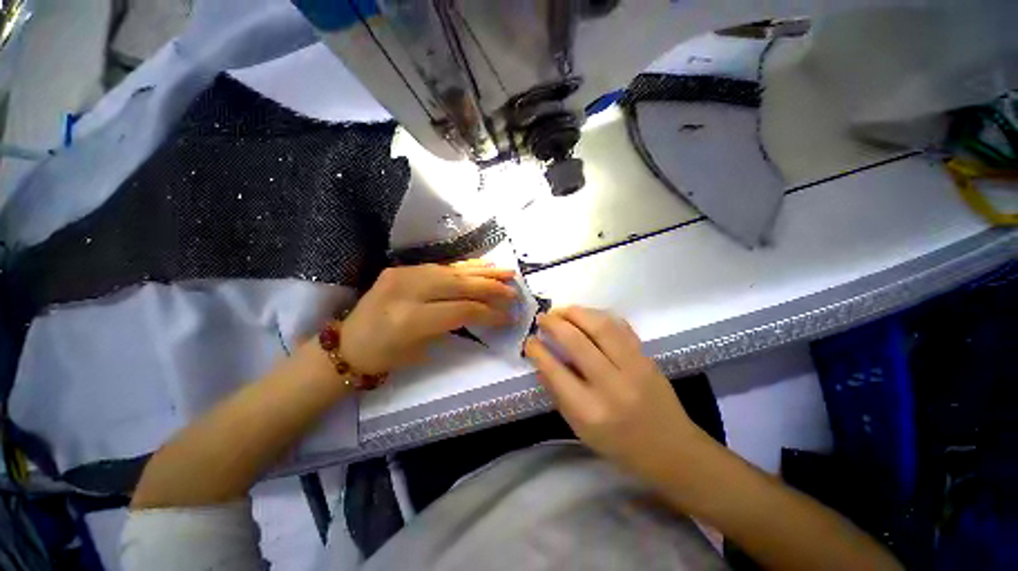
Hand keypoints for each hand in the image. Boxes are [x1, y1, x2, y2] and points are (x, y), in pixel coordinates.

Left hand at [341, 261, 516, 373]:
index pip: (462, 309)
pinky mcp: (402, 268)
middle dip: (492, 288)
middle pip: (460, 285)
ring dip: (483, 272)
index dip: (489, 313)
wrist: (347, 344)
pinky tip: (482, 266)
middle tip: (514, 292)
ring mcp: (404, 274)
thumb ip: (454, 323)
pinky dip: (465, 267)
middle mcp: (408, 290)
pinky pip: (441, 266)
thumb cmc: (385, 357)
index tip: (508, 317)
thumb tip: (484, 311)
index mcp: (410, 319)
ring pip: (453, 271)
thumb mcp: (423, 348)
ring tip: (507, 273)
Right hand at [524, 306, 704, 483]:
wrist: (671, 449)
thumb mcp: (580, 428)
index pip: (555, 371)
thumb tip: (541, 362)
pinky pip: (620, 326)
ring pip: (600, 326)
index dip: (537, 350)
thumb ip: (557, 393)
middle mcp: (612, 385)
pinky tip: (586, 316)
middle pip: (577, 341)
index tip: (529, 340)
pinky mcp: (647, 356)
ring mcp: (634, 367)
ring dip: (576, 313)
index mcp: (590, 411)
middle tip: (542, 318)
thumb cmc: (619, 445)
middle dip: (554, 324)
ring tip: (561, 311)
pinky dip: (599, 315)